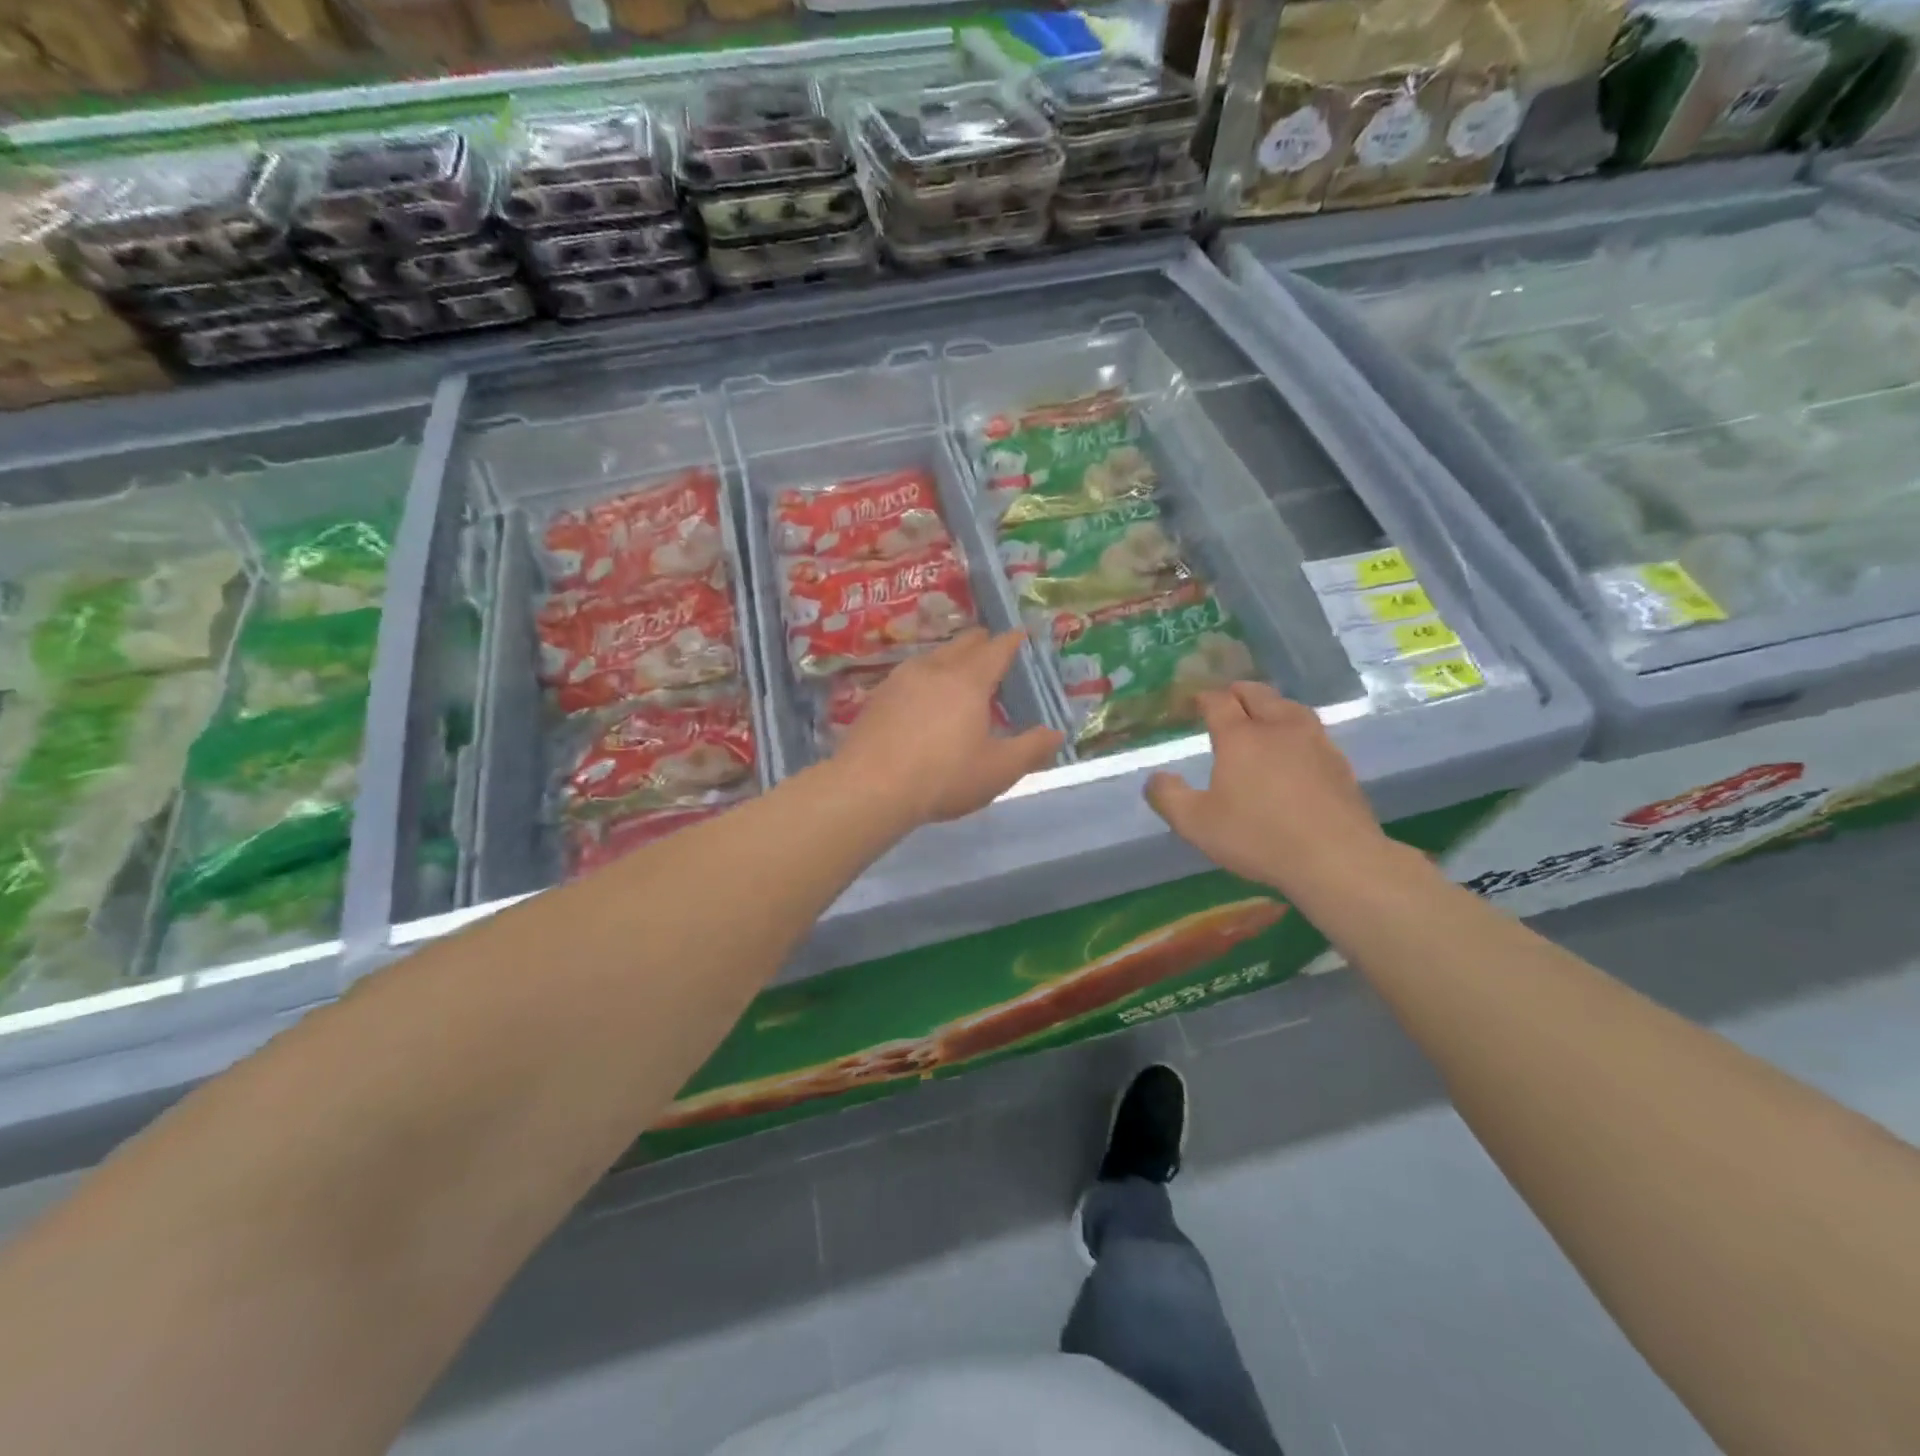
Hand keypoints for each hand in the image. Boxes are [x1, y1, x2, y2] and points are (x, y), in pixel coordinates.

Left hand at [832, 629, 1065, 828]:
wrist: (870, 788)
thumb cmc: (943, 777)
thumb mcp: (998, 770)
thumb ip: (1031, 749)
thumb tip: (1056, 734)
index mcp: (968, 681)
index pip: (996, 650)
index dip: (1011, 641)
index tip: (1021, 633)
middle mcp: (934, 670)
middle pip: (961, 645)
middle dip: (980, 642)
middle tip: (990, 644)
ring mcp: (900, 681)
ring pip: (931, 657)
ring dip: (949, 657)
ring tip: (956, 668)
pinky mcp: (876, 698)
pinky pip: (908, 676)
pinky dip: (924, 677)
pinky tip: (920, 695)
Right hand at [1145, 682, 1387, 893]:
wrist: (1335, 857)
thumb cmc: (1258, 837)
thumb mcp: (1196, 824)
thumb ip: (1168, 797)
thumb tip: (1156, 777)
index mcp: (1240, 737)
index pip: (1219, 702)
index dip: (1204, 698)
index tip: (1195, 701)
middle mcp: (1277, 728)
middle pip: (1258, 694)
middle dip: (1239, 692)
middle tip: (1228, 698)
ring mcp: (1314, 742)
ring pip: (1290, 707)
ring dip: (1272, 704)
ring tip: (1264, 713)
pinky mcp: (1339, 762)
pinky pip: (1313, 731)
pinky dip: (1296, 728)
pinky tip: (1296, 746)